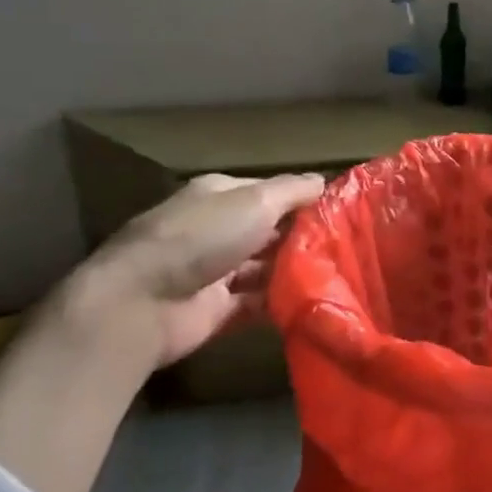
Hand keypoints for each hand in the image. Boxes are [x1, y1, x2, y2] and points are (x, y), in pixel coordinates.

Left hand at [55, 172, 324, 368]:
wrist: (141, 304)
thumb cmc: (200, 239)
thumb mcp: (255, 202)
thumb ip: (292, 191)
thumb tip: (323, 181)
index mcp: (220, 196)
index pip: (270, 193)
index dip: (303, 200)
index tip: (342, 212)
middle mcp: (217, 230)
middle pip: (270, 231)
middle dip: (304, 238)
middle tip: (350, 247)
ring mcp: (216, 271)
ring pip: (266, 267)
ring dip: (295, 271)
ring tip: (341, 276)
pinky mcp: (217, 310)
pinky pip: (258, 303)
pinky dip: (281, 302)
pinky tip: (314, 302)